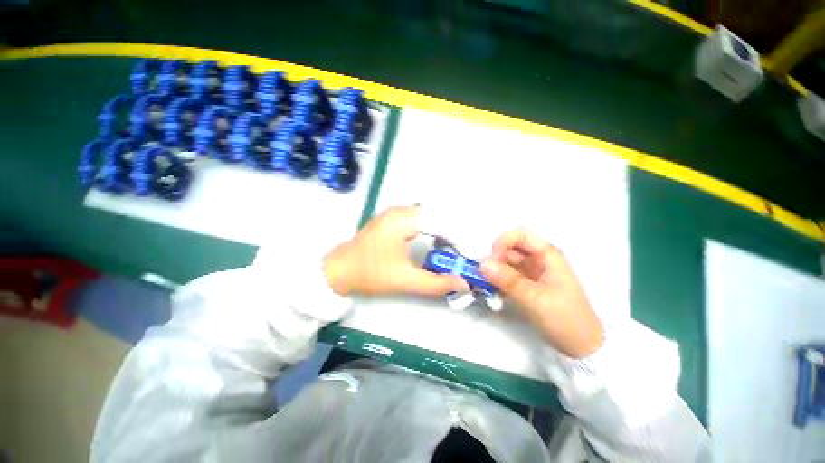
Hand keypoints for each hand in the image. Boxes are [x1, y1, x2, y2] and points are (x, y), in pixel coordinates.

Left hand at [323, 206, 468, 296]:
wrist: (339, 270)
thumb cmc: (370, 273)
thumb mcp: (405, 280)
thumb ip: (436, 283)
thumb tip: (464, 283)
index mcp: (403, 220)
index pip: (441, 222)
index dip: (458, 237)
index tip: (468, 254)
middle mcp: (400, 210)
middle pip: (437, 216)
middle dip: (453, 233)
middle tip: (464, 252)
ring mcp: (395, 212)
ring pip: (428, 216)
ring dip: (442, 230)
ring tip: (454, 248)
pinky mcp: (392, 219)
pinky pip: (419, 219)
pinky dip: (431, 229)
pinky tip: (437, 242)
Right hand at [480, 229, 603, 358]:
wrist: (581, 347)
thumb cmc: (565, 319)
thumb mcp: (535, 299)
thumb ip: (508, 280)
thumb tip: (482, 264)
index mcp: (547, 255)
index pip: (520, 235)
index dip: (503, 242)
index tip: (491, 260)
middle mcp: (538, 260)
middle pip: (510, 249)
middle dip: (495, 260)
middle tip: (485, 277)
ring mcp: (531, 273)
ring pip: (506, 263)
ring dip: (494, 272)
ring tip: (487, 287)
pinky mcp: (526, 285)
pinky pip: (506, 277)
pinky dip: (498, 282)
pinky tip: (494, 294)